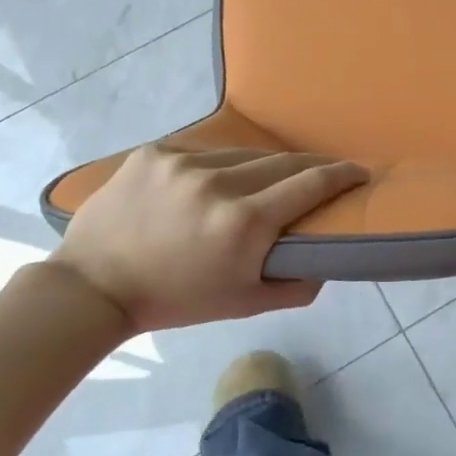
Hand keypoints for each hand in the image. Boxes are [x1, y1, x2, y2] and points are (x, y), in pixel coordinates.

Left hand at [49, 146, 367, 332]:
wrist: (94, 286)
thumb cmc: (176, 300)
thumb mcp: (245, 304)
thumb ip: (297, 286)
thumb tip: (327, 263)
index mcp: (245, 222)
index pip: (310, 185)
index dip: (342, 175)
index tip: (360, 170)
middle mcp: (218, 183)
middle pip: (283, 162)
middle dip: (311, 167)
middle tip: (324, 173)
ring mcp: (183, 162)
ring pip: (243, 155)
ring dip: (263, 167)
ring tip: (266, 181)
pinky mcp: (155, 152)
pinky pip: (204, 152)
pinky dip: (219, 166)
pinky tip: (214, 182)